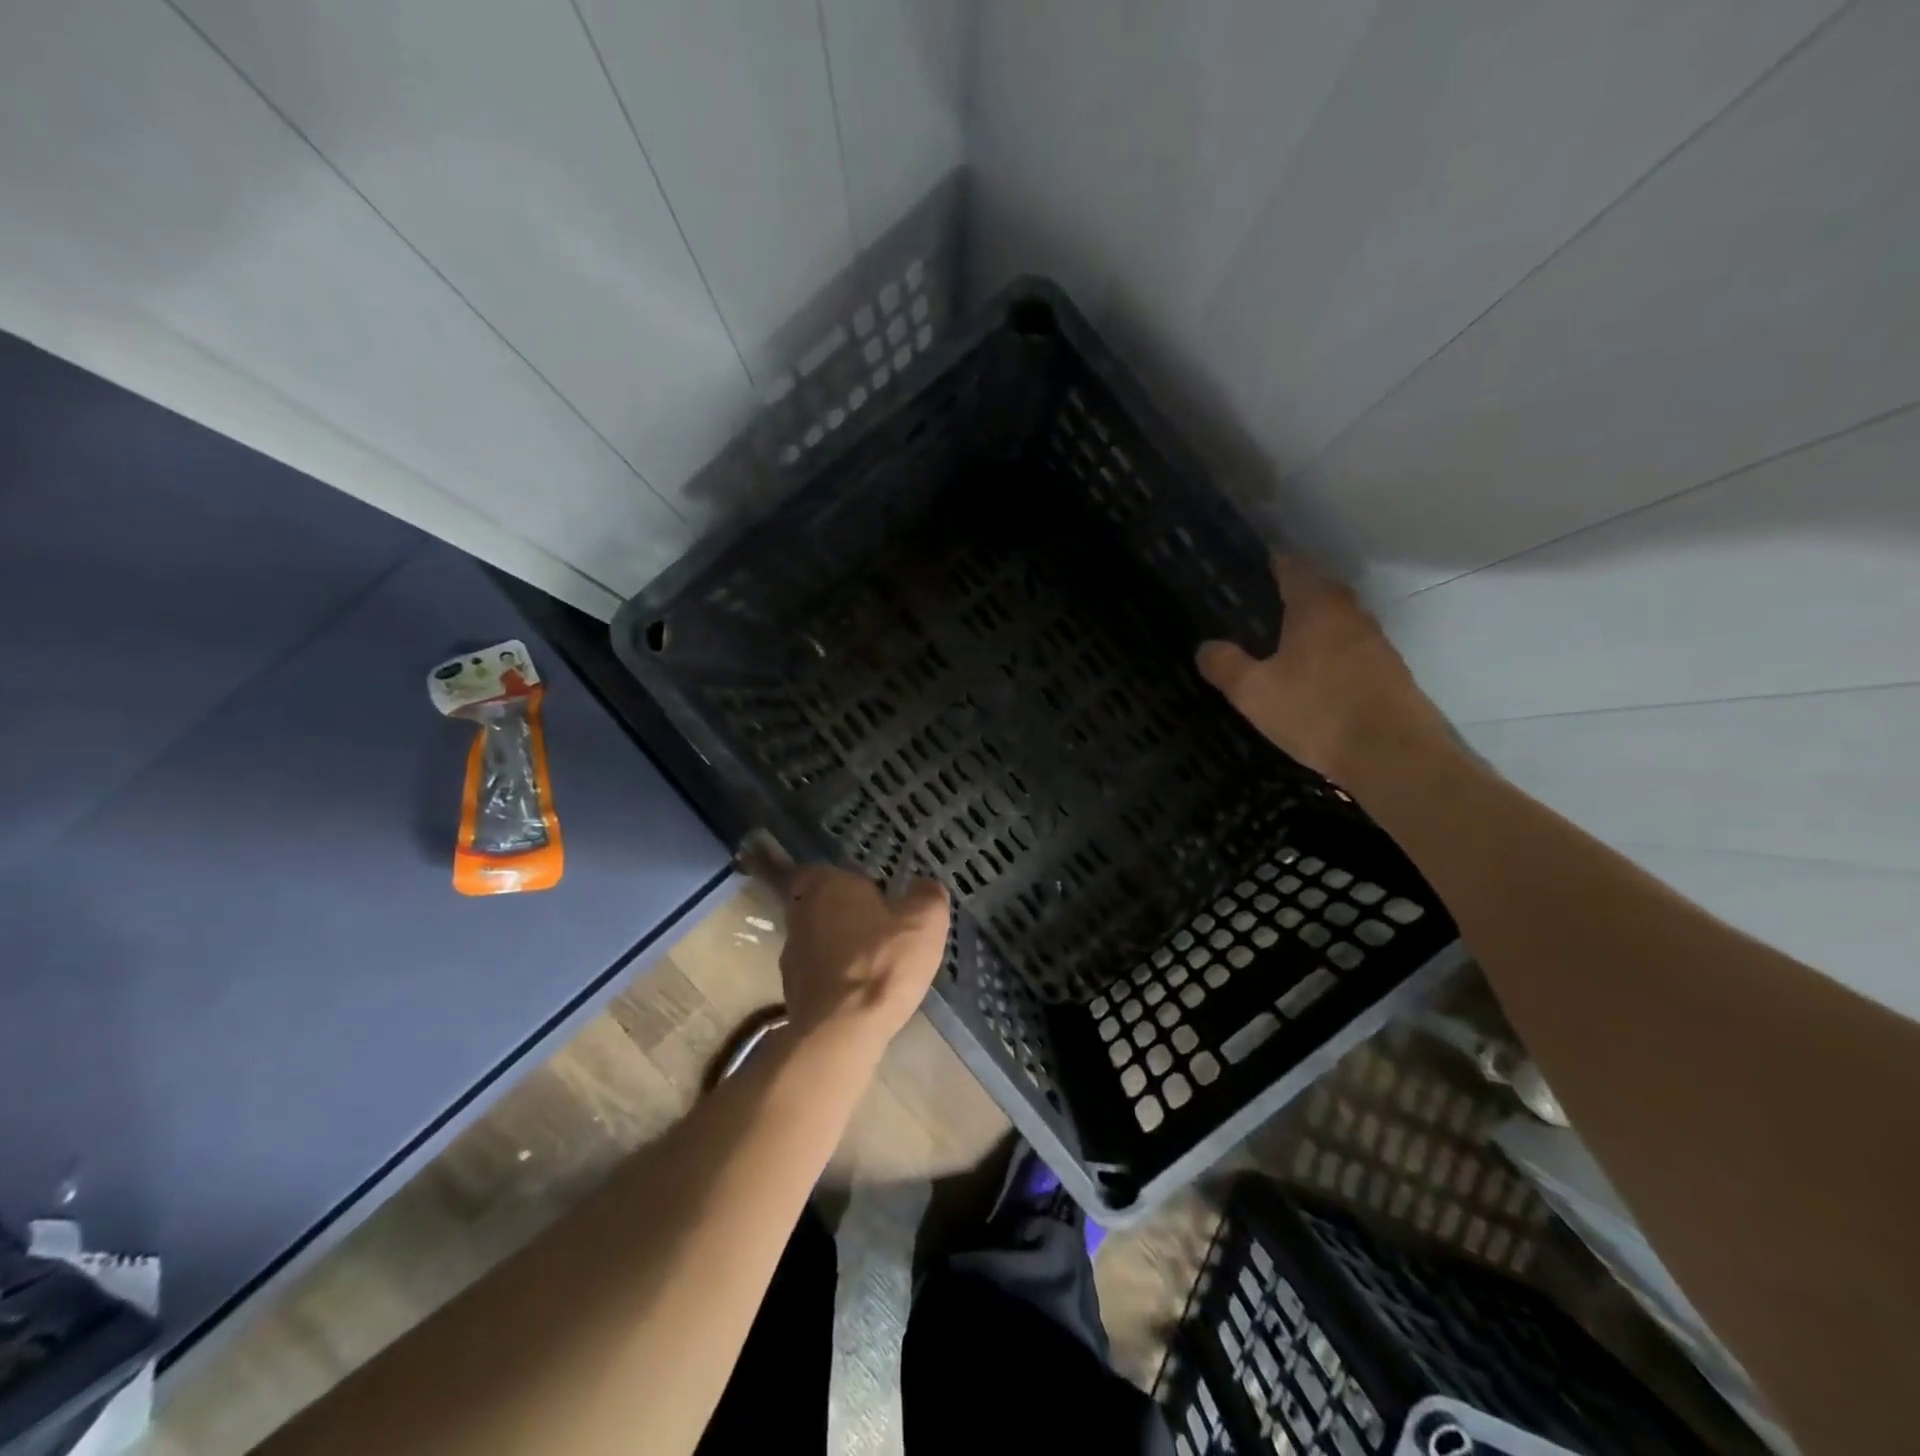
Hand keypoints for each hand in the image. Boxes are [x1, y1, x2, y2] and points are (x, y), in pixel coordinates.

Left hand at [777, 866, 950, 1045]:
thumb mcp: (924, 922)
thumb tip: (925, 886)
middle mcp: (799, 914)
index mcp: (825, 885)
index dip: (846, 880)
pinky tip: (860, 992)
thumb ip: (926, 896)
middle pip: (819, 905)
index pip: (823, 870)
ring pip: (817, 940)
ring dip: (839, 947)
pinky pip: (817, 974)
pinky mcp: (790, 992)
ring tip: (873, 963)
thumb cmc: (883, 963)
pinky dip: (835, 978)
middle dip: (844, 913)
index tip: (872, 893)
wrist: (840, 1033)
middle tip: (878, 926)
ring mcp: (790, 955)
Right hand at [1196, 555, 1451, 785]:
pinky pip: (1346, 648)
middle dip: (1285, 595)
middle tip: (1250, 609)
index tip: (1243, 566)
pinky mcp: (1386, 671)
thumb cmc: (1317, 712)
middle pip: (1315, 590)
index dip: (1267, 561)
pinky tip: (1306, 676)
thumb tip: (1206, 647)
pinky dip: (1324, 652)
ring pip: (1333, 621)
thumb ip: (1225, 665)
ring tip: (1274, 643)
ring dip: (1307, 626)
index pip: (1290, 564)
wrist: (1392, 755)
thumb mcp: (1254, 692)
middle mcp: (1350, 612)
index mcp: (1316, 604)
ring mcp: (1374, 641)